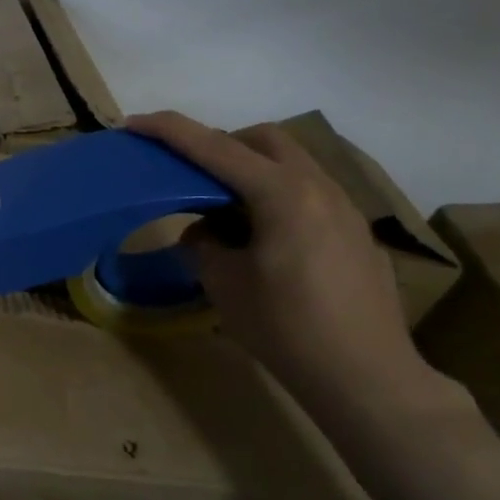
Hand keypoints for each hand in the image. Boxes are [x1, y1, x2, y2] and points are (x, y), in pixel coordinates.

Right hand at [125, 112, 436, 412]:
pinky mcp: (355, 232)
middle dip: (220, 144)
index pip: (215, 148)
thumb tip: (204, 231)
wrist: (365, 375)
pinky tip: (262, 240)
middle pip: (264, 140)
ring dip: (250, 171)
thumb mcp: (224, 284)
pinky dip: (274, 196)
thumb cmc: (286, 328)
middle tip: (188, 175)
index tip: (134, 124)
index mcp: (281, 194)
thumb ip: (203, 244)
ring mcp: (344, 208)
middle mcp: (318, 187)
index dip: (170, 132)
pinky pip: (307, 193)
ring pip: (290, 164)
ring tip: (223, 212)